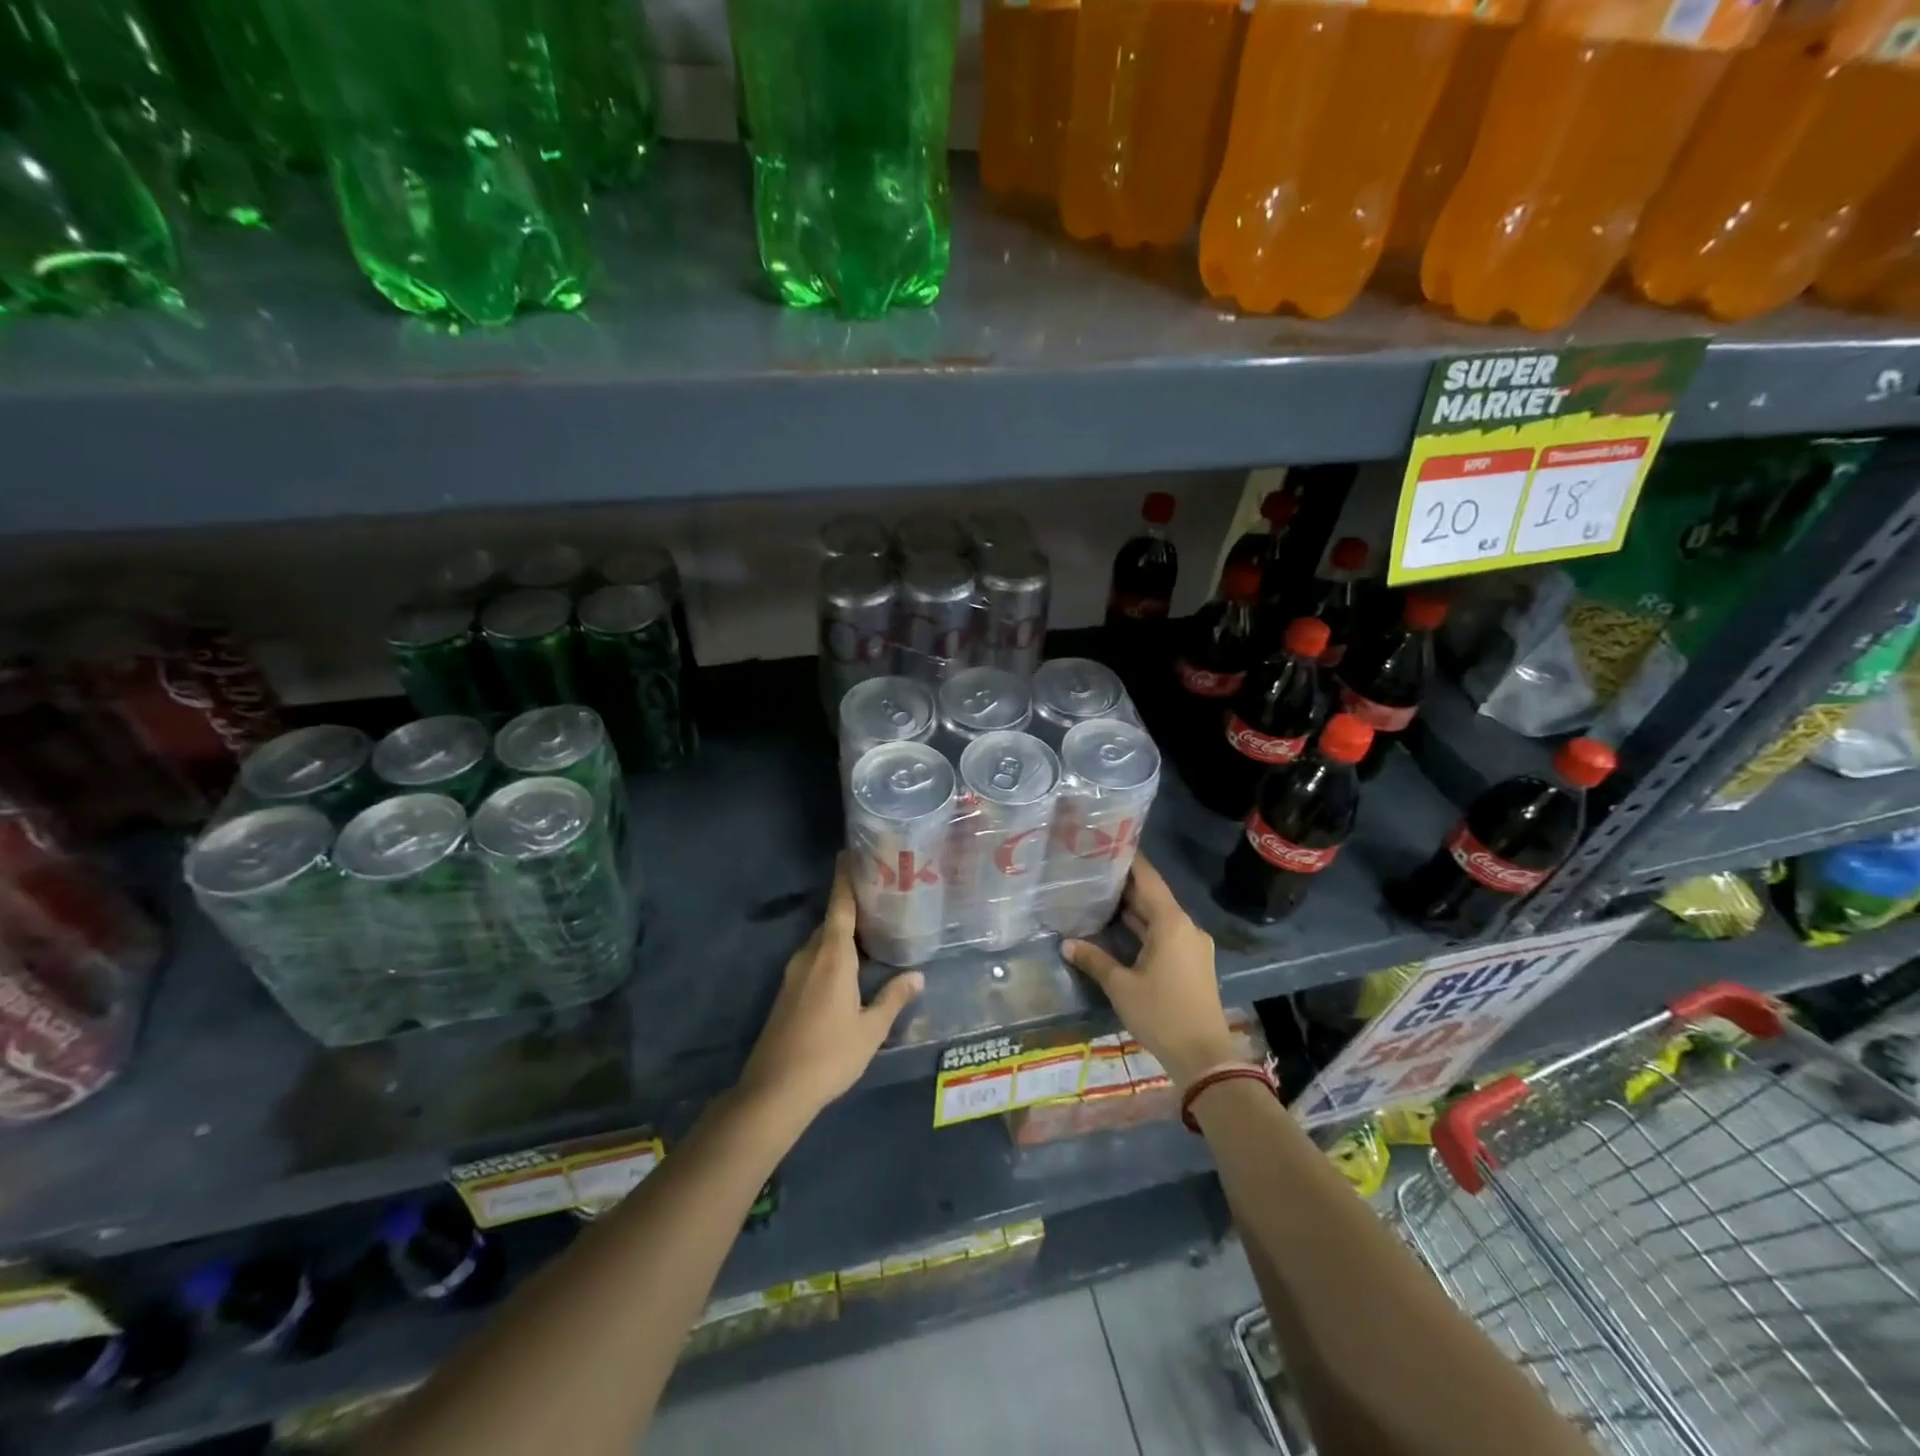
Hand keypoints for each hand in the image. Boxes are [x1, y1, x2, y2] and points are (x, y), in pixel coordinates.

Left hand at [737, 857, 923, 1119]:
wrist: (774, 1090)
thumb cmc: (829, 1055)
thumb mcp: (871, 1029)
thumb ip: (893, 998)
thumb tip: (917, 975)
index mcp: (832, 956)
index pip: (840, 906)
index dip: (845, 878)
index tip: (851, 853)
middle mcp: (810, 956)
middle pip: (831, 921)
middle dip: (851, 907)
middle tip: (879, 898)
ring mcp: (794, 974)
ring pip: (821, 943)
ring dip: (842, 934)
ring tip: (870, 932)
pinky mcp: (787, 993)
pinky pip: (813, 960)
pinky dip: (831, 954)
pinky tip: (849, 969)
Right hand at [1062, 855, 1238, 1089]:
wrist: (1205, 1057)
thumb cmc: (1161, 1014)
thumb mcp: (1121, 986)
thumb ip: (1094, 960)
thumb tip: (1066, 943)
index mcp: (1171, 922)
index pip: (1147, 878)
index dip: (1128, 860)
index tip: (1105, 845)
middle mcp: (1185, 926)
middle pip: (1153, 896)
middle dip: (1124, 886)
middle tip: (1091, 873)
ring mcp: (1192, 944)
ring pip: (1159, 916)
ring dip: (1133, 910)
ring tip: (1099, 898)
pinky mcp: (1193, 962)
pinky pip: (1166, 933)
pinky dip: (1144, 928)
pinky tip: (1119, 930)